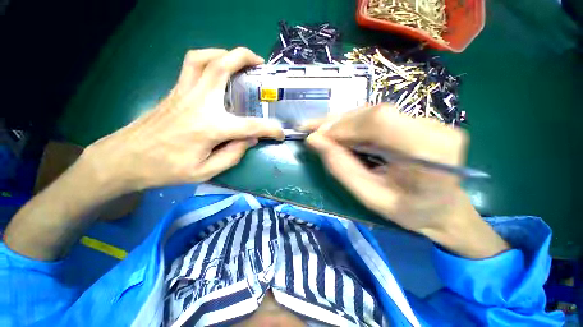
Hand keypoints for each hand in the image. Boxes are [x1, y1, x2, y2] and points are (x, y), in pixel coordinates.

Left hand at [83, 48, 283, 193]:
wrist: (125, 159)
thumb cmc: (166, 170)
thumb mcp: (205, 171)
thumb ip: (233, 155)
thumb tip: (250, 139)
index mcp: (210, 127)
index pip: (250, 126)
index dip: (270, 130)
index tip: (280, 133)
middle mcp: (199, 103)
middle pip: (222, 67)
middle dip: (244, 58)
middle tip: (260, 64)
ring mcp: (184, 92)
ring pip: (204, 58)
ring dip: (225, 53)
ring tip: (238, 59)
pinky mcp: (175, 91)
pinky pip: (192, 64)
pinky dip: (207, 58)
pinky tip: (216, 67)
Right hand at [305, 105, 508, 257]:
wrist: (444, 209)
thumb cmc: (411, 211)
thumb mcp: (370, 197)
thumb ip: (341, 168)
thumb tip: (314, 140)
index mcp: (430, 153)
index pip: (379, 122)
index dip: (342, 126)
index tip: (316, 137)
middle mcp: (434, 128)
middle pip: (375, 112)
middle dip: (338, 122)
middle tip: (312, 129)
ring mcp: (429, 121)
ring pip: (374, 111)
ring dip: (343, 121)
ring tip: (322, 131)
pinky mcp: (419, 121)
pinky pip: (378, 116)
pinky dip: (353, 124)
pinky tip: (339, 132)